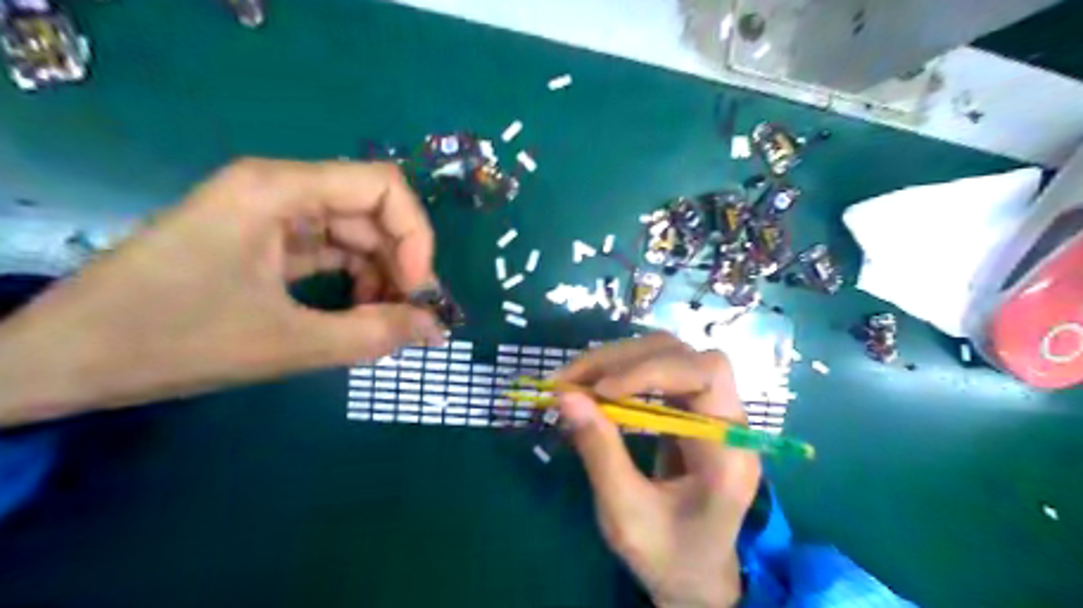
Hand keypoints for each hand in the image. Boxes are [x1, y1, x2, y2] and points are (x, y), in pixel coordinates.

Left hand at [0, 156, 445, 422]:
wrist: (61, 361)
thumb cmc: (171, 342)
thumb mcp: (287, 344)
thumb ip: (373, 335)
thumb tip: (438, 329)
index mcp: (278, 190)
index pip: (383, 186)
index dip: (414, 236)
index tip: (416, 291)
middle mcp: (278, 189)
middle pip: (371, 210)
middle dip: (400, 261)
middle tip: (413, 315)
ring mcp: (267, 214)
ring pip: (353, 232)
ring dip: (380, 274)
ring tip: (385, 321)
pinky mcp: (261, 240)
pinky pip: (328, 251)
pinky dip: (352, 280)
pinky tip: (357, 313)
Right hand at [559, 331, 758, 607]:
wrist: (695, 575)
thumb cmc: (667, 555)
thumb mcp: (625, 514)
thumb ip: (599, 452)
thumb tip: (565, 395)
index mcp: (729, 451)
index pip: (707, 375)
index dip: (652, 369)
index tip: (601, 389)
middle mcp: (728, 420)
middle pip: (683, 355)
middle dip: (623, 359)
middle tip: (569, 380)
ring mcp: (711, 411)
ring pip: (668, 355)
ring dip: (617, 360)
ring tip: (573, 380)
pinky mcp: (691, 410)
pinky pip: (658, 373)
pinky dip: (621, 373)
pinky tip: (593, 387)